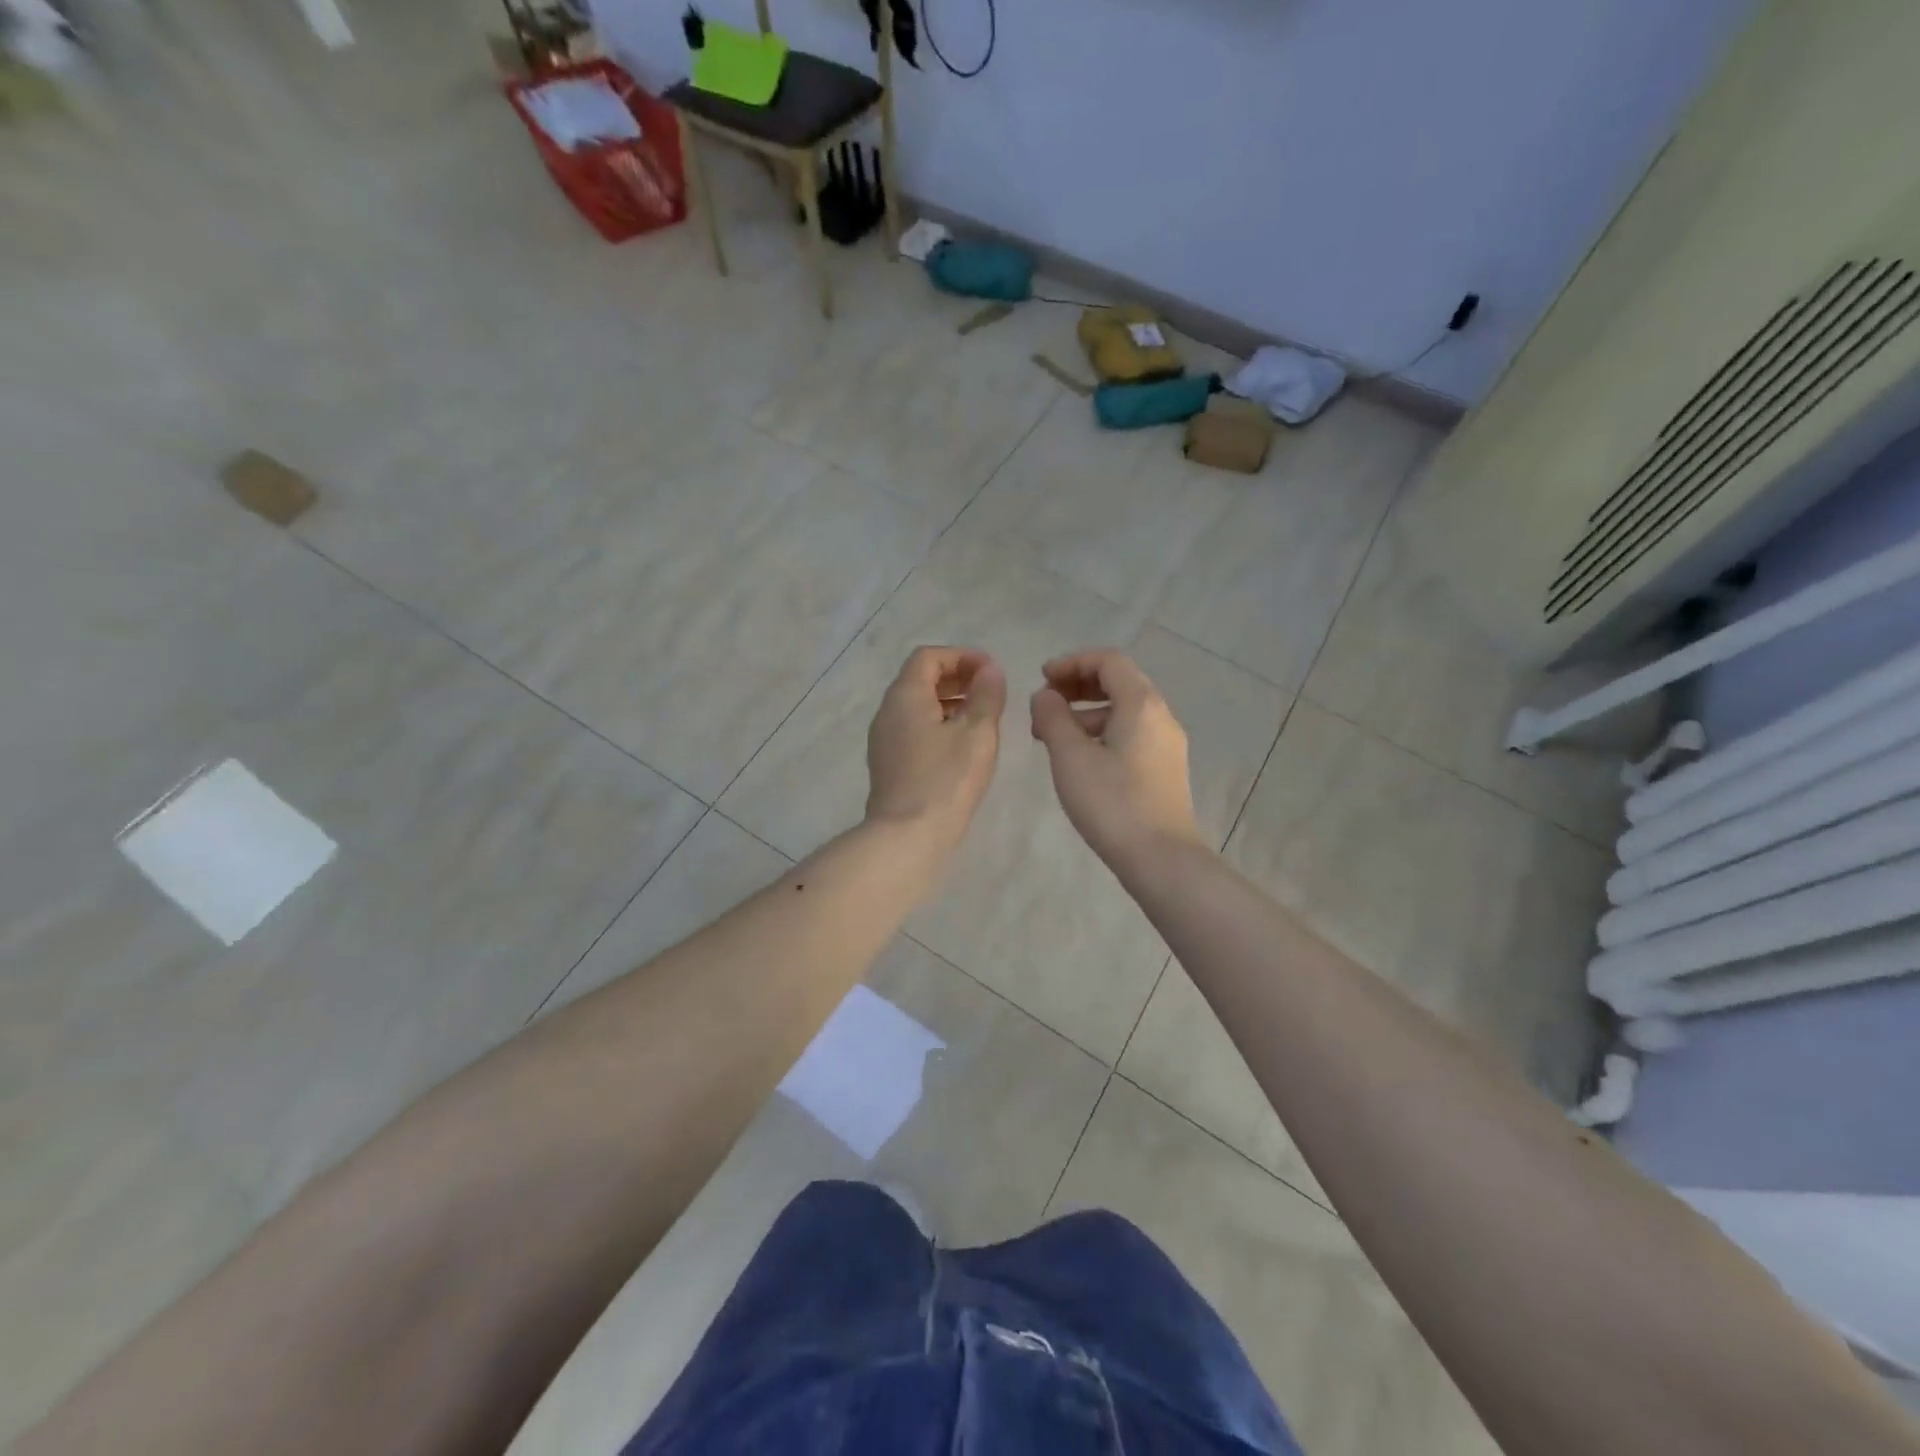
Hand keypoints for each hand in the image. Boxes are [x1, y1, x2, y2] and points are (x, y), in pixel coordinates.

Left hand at [865, 646, 1006, 854]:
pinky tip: (963, 746)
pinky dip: (938, 725)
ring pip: (917, 706)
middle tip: (990, 691)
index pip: (928, 657)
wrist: (907, 837)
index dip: (962, 656)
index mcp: (905, 696)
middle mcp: (888, 712)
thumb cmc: (946, 780)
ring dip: (949, 702)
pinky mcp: (889, 765)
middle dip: (956, 677)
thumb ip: (987, 696)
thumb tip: (990, 670)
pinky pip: (913, 730)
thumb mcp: (977, 733)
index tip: (991, 672)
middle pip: (920, 679)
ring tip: (982, 717)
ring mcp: (884, 740)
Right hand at [1030, 650, 1205, 871]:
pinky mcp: (1165, 768)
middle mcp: (1160, 715)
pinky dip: (1101, 732)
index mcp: (1141, 703)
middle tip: (1045, 703)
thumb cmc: (1112, 802)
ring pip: (1124, 710)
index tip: (1042, 678)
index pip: (1108, 661)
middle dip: (1078, 686)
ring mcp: (1166, 743)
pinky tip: (1079, 759)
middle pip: (1119, 682)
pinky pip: (1130, 733)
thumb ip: (1053, 717)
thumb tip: (1045, 696)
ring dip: (1086, 712)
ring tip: (1052, 736)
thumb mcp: (1071, 756)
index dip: (1072, 662)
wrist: (1161, 858)